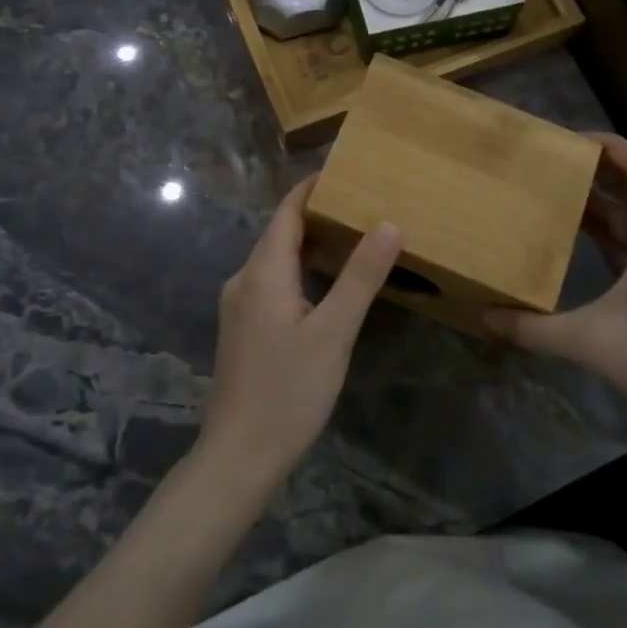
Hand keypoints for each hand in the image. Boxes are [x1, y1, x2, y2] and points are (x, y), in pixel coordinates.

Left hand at [200, 175, 401, 487]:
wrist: (238, 456)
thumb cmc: (288, 391)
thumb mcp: (334, 333)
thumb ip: (360, 277)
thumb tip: (388, 223)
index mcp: (263, 273)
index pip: (286, 212)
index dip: (310, 188)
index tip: (342, 170)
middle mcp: (244, 281)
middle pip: (279, 233)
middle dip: (314, 213)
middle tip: (358, 202)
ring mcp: (239, 308)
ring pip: (274, 260)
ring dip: (308, 243)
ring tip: (349, 236)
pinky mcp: (242, 331)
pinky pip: (271, 283)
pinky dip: (299, 270)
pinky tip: (323, 286)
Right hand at [485, 134, 626, 435]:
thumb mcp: (592, 343)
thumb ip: (534, 329)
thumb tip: (485, 316)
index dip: (609, 146)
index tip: (570, 140)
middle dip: (598, 173)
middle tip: (553, 165)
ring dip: (605, 205)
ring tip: (560, 195)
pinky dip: (617, 234)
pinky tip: (585, 240)